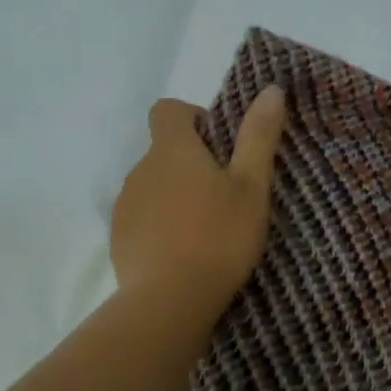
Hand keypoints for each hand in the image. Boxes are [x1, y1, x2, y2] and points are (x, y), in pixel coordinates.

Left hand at [111, 86, 287, 311]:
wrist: (170, 300)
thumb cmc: (219, 237)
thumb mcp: (251, 187)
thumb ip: (259, 136)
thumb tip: (271, 89)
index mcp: (172, 150)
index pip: (168, 110)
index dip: (193, 118)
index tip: (218, 146)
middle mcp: (140, 169)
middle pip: (163, 151)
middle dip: (190, 165)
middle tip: (225, 197)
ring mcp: (125, 205)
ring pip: (153, 187)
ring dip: (175, 196)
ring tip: (206, 230)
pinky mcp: (119, 238)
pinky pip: (141, 218)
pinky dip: (160, 226)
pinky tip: (183, 254)